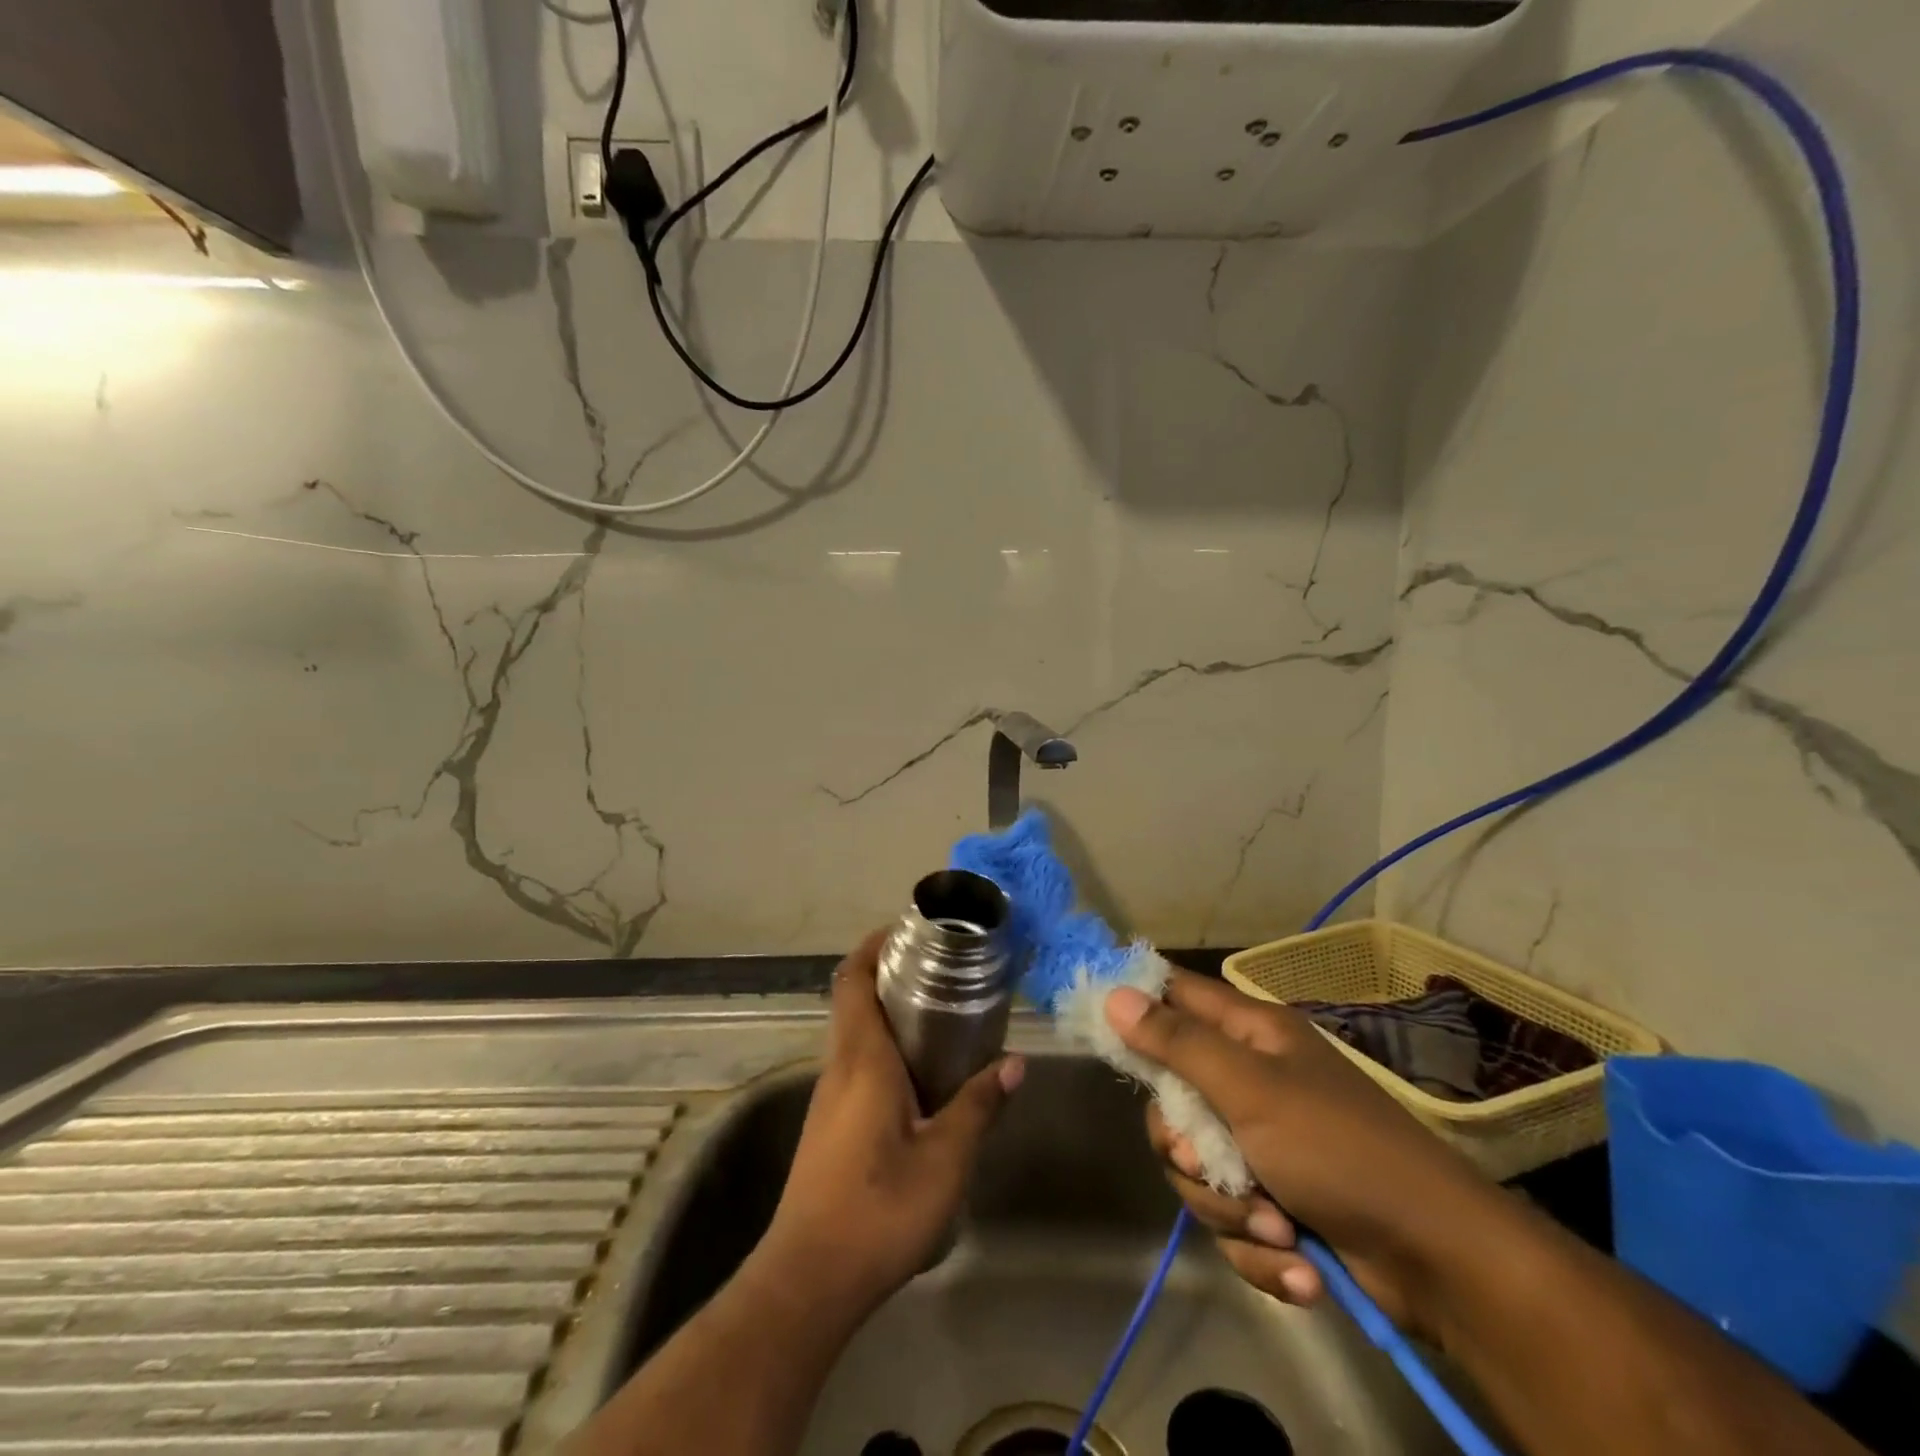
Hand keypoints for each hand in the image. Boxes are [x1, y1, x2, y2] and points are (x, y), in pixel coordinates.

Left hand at [764, 928, 1024, 1315]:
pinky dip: (883, 1048)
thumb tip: (1015, 1062)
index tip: (908, 930)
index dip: (874, 946)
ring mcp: (828, 1098)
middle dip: (889, 973)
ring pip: (854, 1033)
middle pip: (854, 999)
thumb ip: (979, 1106)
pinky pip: (855, 1064)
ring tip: (940, 1013)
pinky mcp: (829, 1125)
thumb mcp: (945, 1159)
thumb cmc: (878, 1208)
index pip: (853, 979)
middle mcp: (839, 1066)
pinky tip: (920, 1075)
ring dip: (887, 1012)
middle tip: (940, 967)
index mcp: (862, 1058)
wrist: (809, 1279)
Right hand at [1107, 970, 1502, 1341]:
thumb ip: (1178, 1043)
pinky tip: (1297, 1260)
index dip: (1134, 1003)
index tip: (1097, 1026)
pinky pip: (1232, 1216)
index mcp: (1251, 1035)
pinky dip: (1259, 1244)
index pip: (1174, 994)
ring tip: (1277, 1225)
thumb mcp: (1252, 1089)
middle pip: (1173, 1101)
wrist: (1440, 1261)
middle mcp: (1252, 1080)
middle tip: (1209, 1166)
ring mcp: (1264, 1142)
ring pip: (1198, 1169)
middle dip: (1187, 1150)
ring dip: (1229, 1207)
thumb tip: (1114, 994)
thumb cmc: (1340, 1149)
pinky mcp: (1277, 1200)